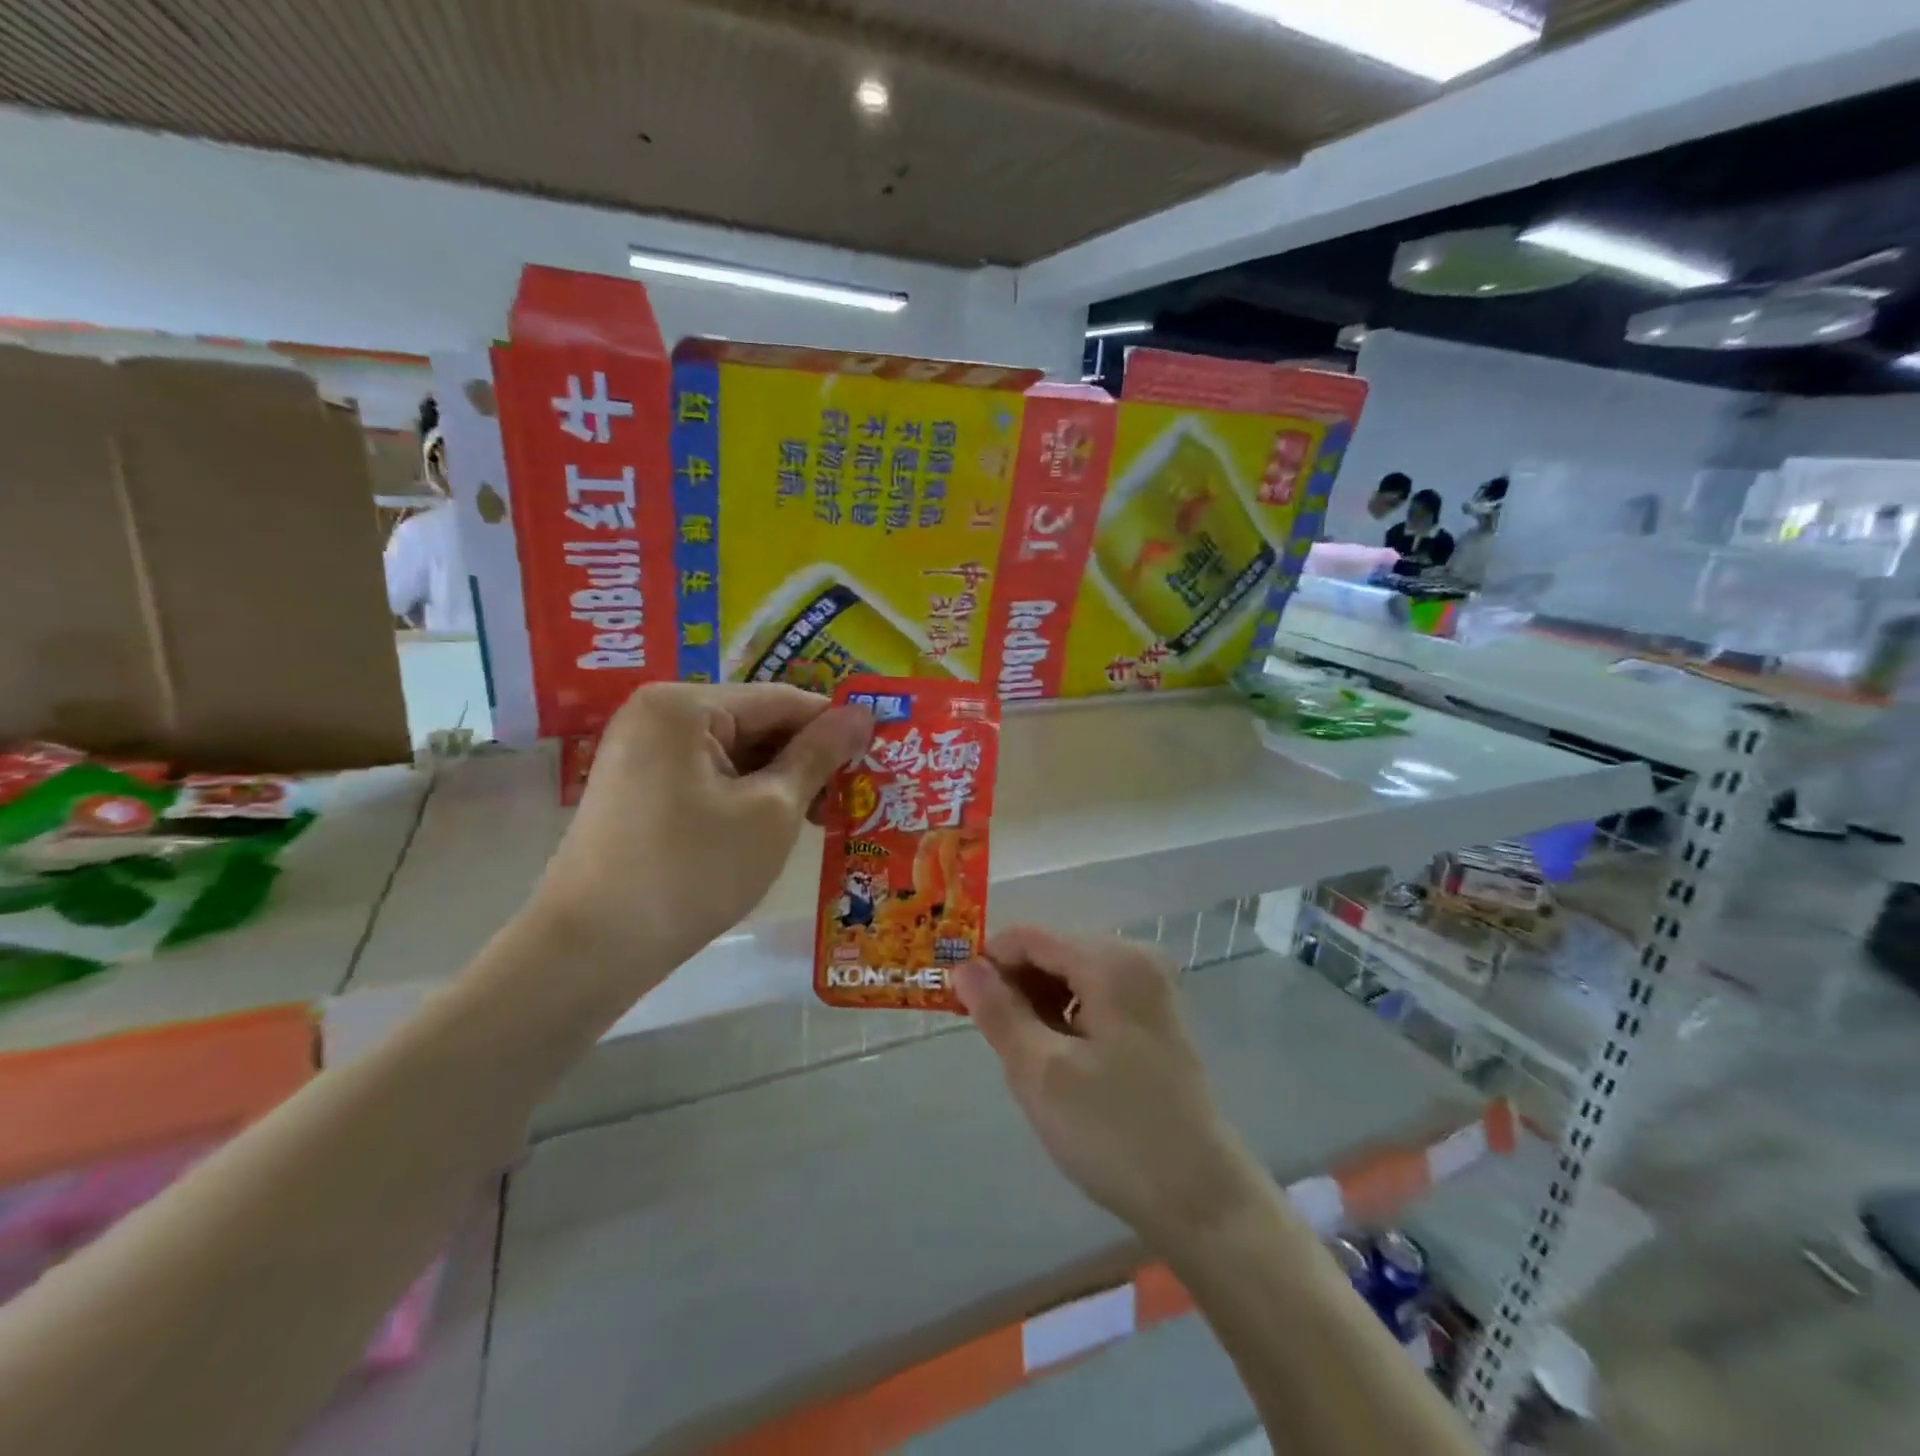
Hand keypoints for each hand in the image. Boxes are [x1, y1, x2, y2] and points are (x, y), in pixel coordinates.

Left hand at [534, 683, 872, 981]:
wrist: (591, 949)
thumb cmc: (692, 871)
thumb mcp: (771, 810)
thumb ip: (819, 755)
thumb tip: (864, 714)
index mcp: (685, 705)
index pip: (782, 700)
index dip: (835, 728)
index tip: (878, 758)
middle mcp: (657, 713)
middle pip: (756, 723)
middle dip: (805, 759)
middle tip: (850, 801)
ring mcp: (641, 750)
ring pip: (734, 752)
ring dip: (779, 781)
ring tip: (820, 820)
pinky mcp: (637, 786)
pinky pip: (707, 775)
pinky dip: (745, 795)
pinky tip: (775, 827)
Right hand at [956, 927, 1267, 1246]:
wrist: (1202, 1199)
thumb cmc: (1115, 1133)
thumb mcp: (1041, 1072)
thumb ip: (998, 1012)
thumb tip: (963, 968)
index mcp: (1110, 961)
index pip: (1029, 936)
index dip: (988, 962)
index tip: (959, 1003)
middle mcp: (1135, 957)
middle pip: (1052, 952)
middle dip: (1015, 987)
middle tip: (994, 1041)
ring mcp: (1150, 986)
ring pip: (1071, 975)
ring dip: (1038, 1005)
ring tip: (1027, 1057)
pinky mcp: (1155, 1015)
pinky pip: (1094, 995)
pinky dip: (1066, 1017)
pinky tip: (1060, 1060)